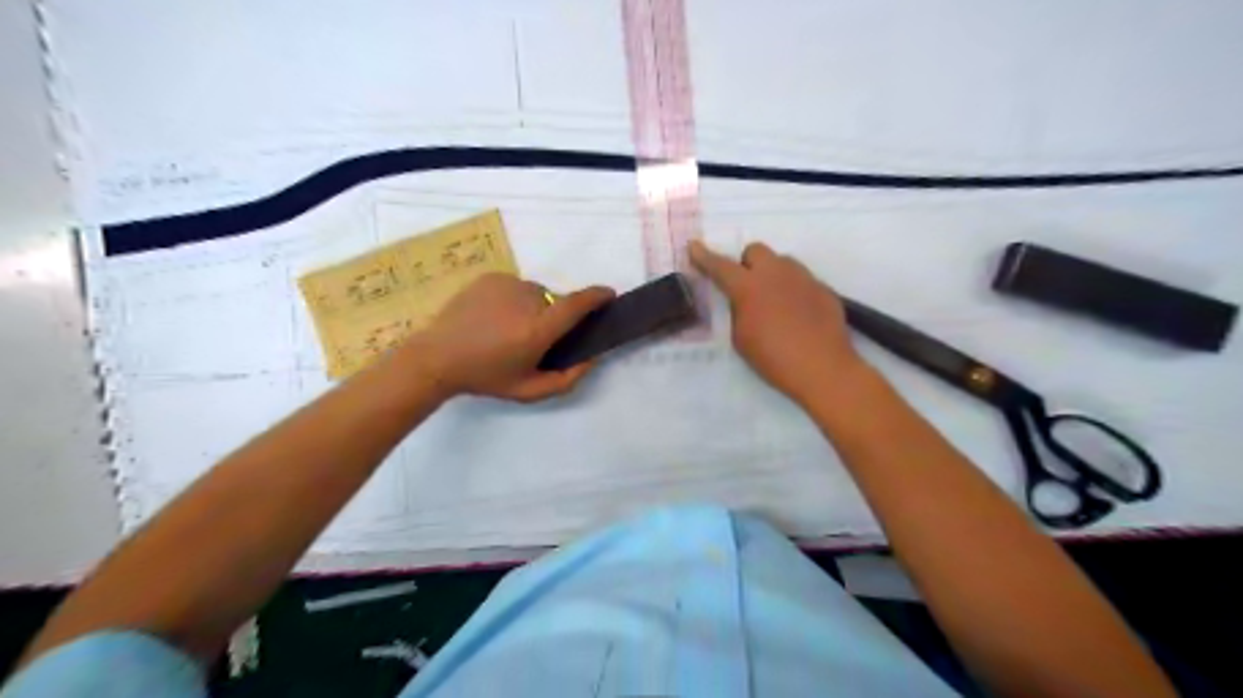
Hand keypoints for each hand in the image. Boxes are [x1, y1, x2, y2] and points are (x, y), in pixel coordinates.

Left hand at [410, 272, 614, 403]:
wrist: (437, 357)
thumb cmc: (486, 377)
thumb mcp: (528, 391)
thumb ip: (567, 379)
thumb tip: (592, 358)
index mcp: (538, 329)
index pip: (577, 304)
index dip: (597, 296)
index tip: (609, 295)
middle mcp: (527, 300)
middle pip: (556, 303)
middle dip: (554, 318)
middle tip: (533, 339)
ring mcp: (508, 284)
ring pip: (536, 294)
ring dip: (533, 308)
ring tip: (507, 329)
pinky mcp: (492, 277)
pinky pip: (516, 287)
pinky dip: (514, 300)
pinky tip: (493, 317)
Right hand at [690, 240, 867, 404]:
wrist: (823, 368)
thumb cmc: (773, 359)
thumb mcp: (741, 338)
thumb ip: (738, 312)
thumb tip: (744, 301)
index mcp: (748, 287)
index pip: (721, 266)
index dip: (704, 256)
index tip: (694, 246)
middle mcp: (775, 273)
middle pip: (756, 250)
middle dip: (747, 263)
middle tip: (747, 288)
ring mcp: (803, 277)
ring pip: (782, 262)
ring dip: (772, 274)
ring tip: (775, 302)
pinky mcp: (823, 288)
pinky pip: (802, 280)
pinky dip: (794, 291)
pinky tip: (798, 316)